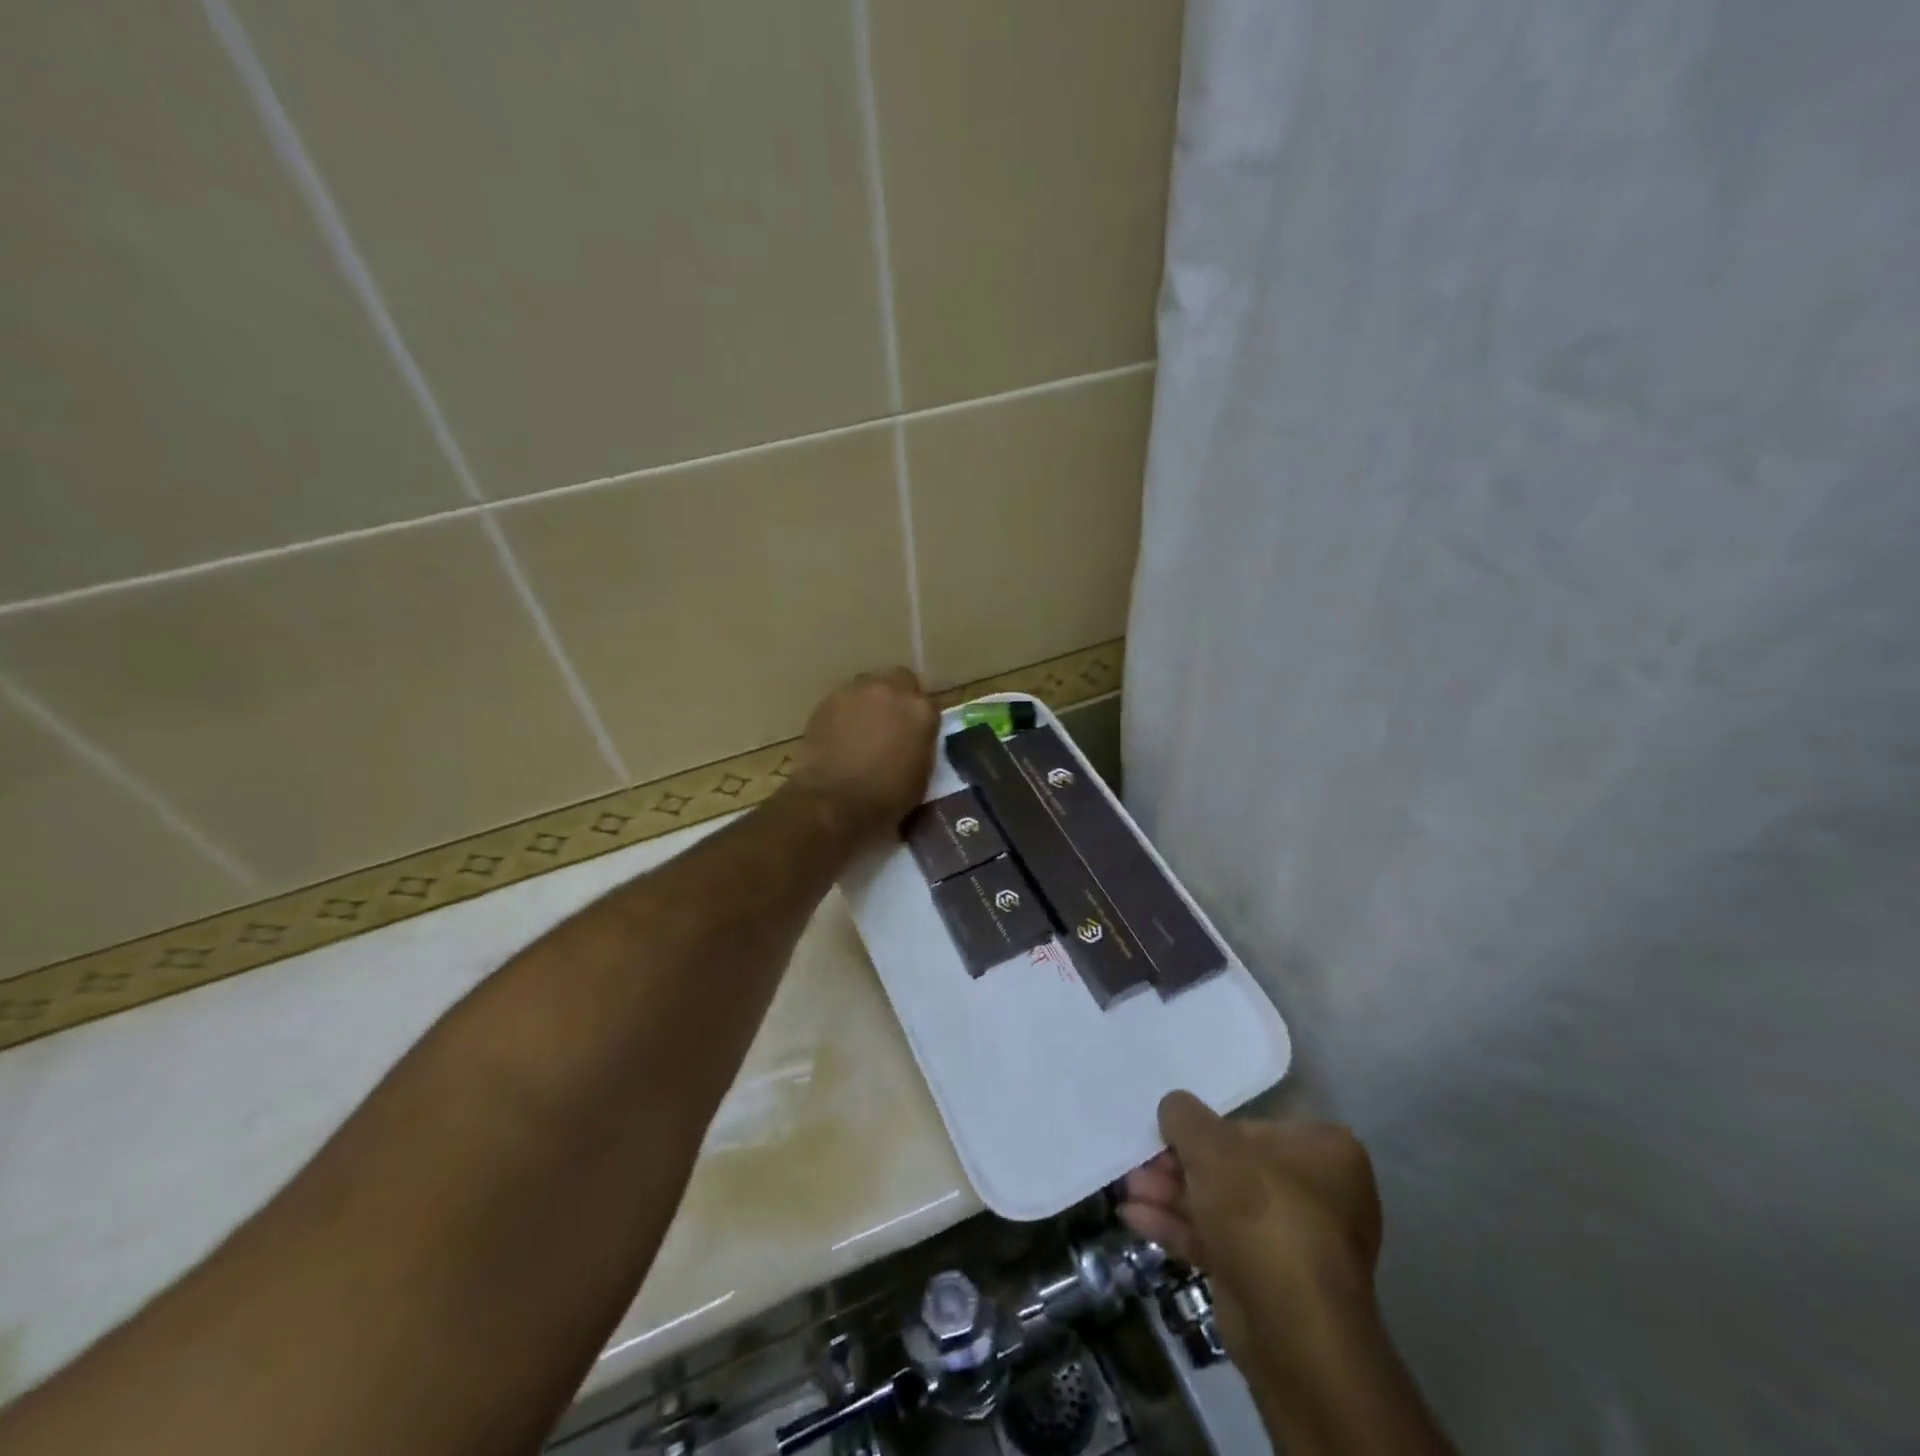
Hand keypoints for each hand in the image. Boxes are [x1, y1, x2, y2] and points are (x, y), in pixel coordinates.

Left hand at [787, 667, 937, 844]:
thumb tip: (913, 739)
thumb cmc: (886, 797)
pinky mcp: (827, 701)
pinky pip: (843, 700)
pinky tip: (840, 735)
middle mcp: (892, 690)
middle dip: (897, 697)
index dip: (920, 720)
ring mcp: (856, 691)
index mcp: (921, 710)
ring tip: (862, 729)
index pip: (928, 704)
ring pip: (868, 686)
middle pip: (900, 680)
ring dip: (869, 702)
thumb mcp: (921, 775)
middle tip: (890, 723)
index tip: (915, 735)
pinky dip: (845, 713)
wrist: (834, 802)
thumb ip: (921, 745)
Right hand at [1118, 1091, 1381, 1370]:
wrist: (1292, 1333)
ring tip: (1127, 1188)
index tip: (1170, 1132)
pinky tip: (1135, 1218)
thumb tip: (1173, 1107)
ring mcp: (1295, 1242)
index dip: (1208, 1127)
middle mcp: (1319, 1194)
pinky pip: (1220, 1241)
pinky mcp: (1269, 1282)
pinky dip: (1180, 1228)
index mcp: (1325, 1152)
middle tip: (1140, 1163)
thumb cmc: (1262, 1214)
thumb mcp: (1211, 1146)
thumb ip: (1185, 1116)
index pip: (1255, 1125)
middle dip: (1179, 1166)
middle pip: (1233, 1167)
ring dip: (1172, 1195)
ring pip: (1222, 1206)